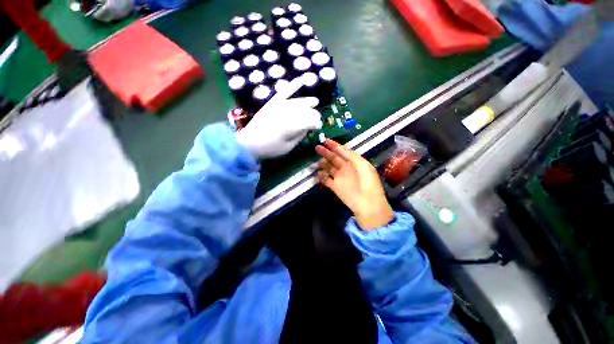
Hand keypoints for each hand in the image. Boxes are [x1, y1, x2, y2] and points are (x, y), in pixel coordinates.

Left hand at [235, 77, 322, 158]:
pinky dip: (292, 86)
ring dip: (308, 101)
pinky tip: (300, 81)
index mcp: (291, 126)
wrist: (248, 143)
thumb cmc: (270, 148)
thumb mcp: (288, 147)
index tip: (318, 127)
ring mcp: (278, 106)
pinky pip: (283, 92)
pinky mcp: (272, 103)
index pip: (309, 121)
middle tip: (317, 118)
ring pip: (297, 101)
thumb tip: (308, 127)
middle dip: (313, 114)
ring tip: (316, 102)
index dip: (316, 123)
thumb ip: (299, 136)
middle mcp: (286, 113)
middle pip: (305, 110)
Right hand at [316, 139, 394, 230]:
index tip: (324, 140)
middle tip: (316, 148)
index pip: (342, 151)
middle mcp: (346, 168)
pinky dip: (321, 177)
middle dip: (326, 153)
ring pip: (329, 168)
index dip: (334, 145)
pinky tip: (317, 174)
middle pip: (334, 158)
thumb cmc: (368, 182)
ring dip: (323, 164)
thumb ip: (351, 156)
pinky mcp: (335, 187)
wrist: (367, 204)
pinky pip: (326, 180)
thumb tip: (340, 148)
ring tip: (318, 162)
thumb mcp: (362, 165)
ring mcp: (340, 177)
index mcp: (354, 162)